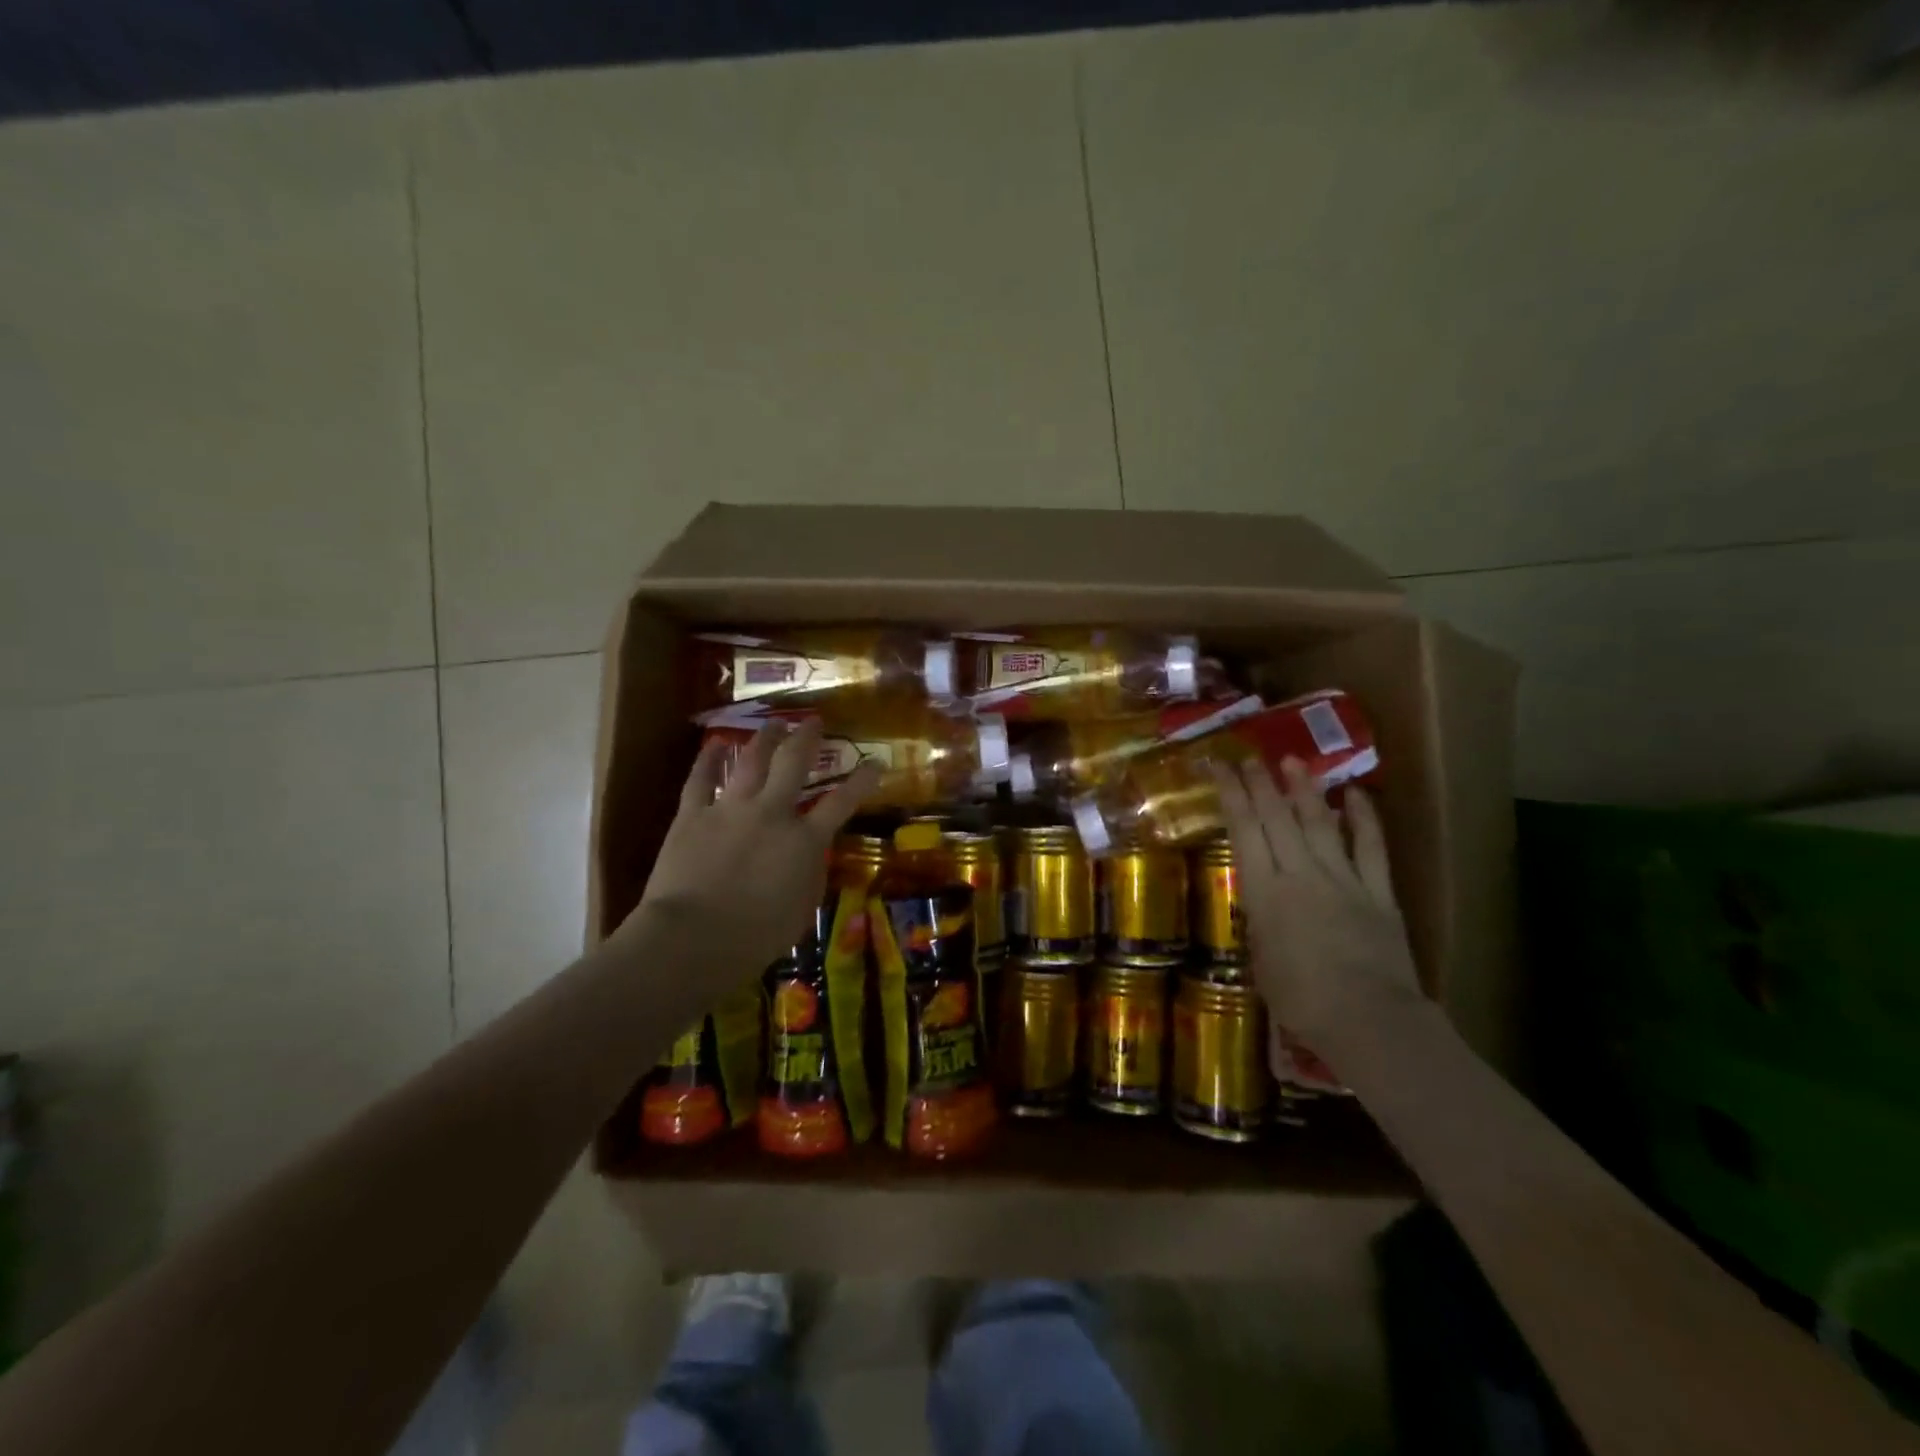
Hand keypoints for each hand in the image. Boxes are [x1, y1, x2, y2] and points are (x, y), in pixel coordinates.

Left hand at [627, 719, 881, 988]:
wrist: (693, 937)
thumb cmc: (756, 936)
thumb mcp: (802, 911)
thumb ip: (811, 875)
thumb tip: (813, 855)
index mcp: (804, 841)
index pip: (842, 803)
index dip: (862, 781)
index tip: (875, 763)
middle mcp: (771, 813)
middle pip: (793, 764)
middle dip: (806, 739)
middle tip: (813, 722)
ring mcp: (730, 809)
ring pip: (750, 761)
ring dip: (764, 739)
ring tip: (773, 724)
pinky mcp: (693, 815)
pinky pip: (700, 780)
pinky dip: (708, 760)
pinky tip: (713, 744)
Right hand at [1210, 756, 1422, 1054]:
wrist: (1369, 1019)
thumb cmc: (1301, 1000)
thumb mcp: (1261, 961)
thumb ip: (1260, 925)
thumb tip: (1260, 906)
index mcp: (1264, 891)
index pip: (1243, 830)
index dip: (1230, 794)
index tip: (1218, 765)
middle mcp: (1300, 874)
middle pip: (1277, 818)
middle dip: (1260, 783)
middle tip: (1249, 756)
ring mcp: (1342, 879)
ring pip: (1319, 823)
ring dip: (1304, 790)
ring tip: (1292, 762)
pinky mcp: (1378, 892)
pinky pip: (1370, 848)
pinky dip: (1363, 819)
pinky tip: (1354, 795)